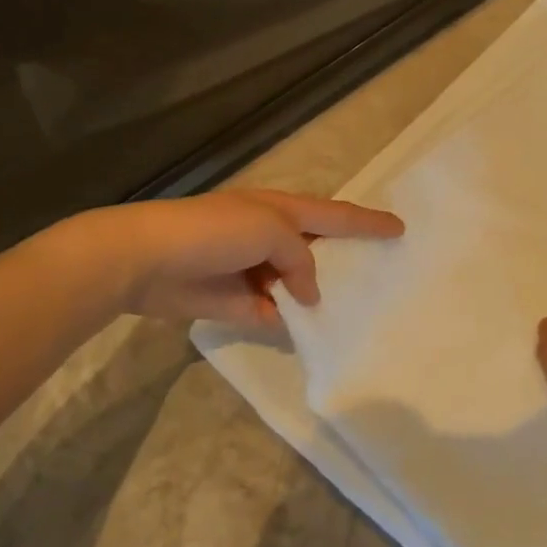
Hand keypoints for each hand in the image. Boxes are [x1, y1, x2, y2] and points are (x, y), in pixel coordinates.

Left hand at [74, 190, 403, 326]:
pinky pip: (273, 314)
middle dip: (345, 261)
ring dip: (317, 299)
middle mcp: (270, 237)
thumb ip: (300, 258)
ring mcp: (254, 271)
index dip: (368, 222)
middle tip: (382, 276)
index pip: (334, 214)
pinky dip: (289, 323)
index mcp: (280, 210)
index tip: (400, 229)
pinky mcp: (236, 303)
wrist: (146, 260)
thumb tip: (307, 294)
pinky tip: (311, 336)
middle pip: (318, 251)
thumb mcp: (269, 230)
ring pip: (298, 287)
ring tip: (355, 315)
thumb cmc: (213, 232)